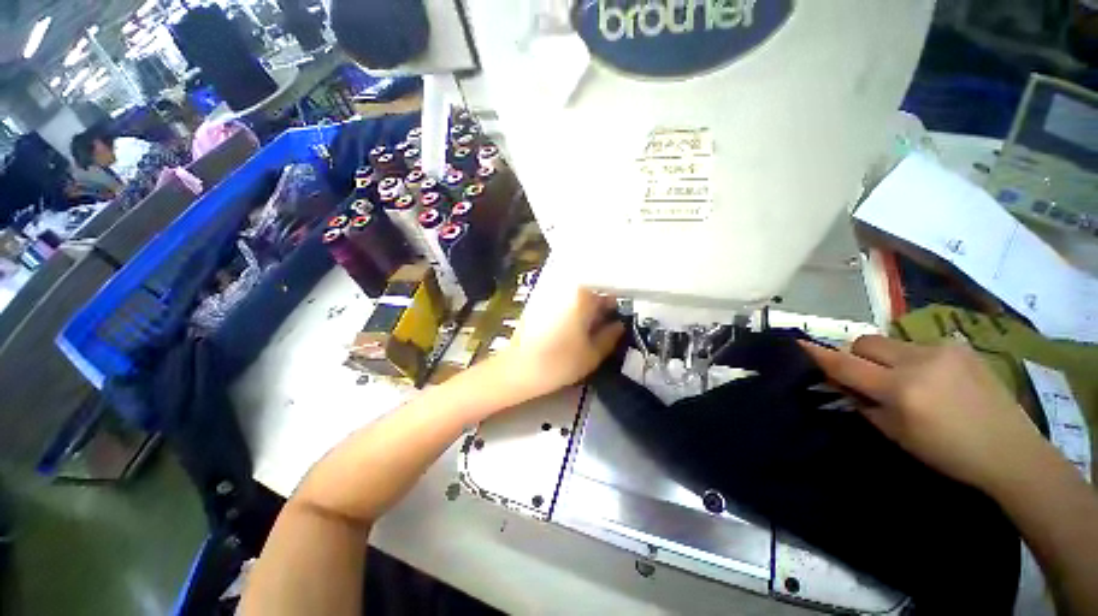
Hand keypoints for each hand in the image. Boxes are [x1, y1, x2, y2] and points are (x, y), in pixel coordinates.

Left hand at [502, 289, 624, 398]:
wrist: (518, 369)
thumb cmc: (560, 362)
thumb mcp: (593, 354)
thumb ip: (611, 337)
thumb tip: (619, 325)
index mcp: (583, 296)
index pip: (609, 295)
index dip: (615, 311)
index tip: (616, 325)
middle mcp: (566, 289)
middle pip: (591, 295)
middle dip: (598, 311)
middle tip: (602, 333)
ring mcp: (550, 294)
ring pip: (576, 300)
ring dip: (583, 313)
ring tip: (584, 335)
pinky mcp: (538, 303)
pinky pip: (562, 304)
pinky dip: (569, 315)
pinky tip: (567, 332)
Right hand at [801, 336, 1044, 492]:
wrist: (1010, 450)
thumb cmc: (947, 452)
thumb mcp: (896, 433)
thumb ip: (862, 402)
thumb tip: (839, 382)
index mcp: (901, 389)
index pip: (847, 365)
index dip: (819, 354)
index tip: (797, 343)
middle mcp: (919, 362)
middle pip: (865, 342)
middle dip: (856, 355)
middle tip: (865, 376)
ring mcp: (942, 350)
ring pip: (890, 342)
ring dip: (885, 358)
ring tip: (906, 381)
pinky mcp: (959, 346)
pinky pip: (917, 345)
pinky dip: (912, 359)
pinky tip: (933, 379)